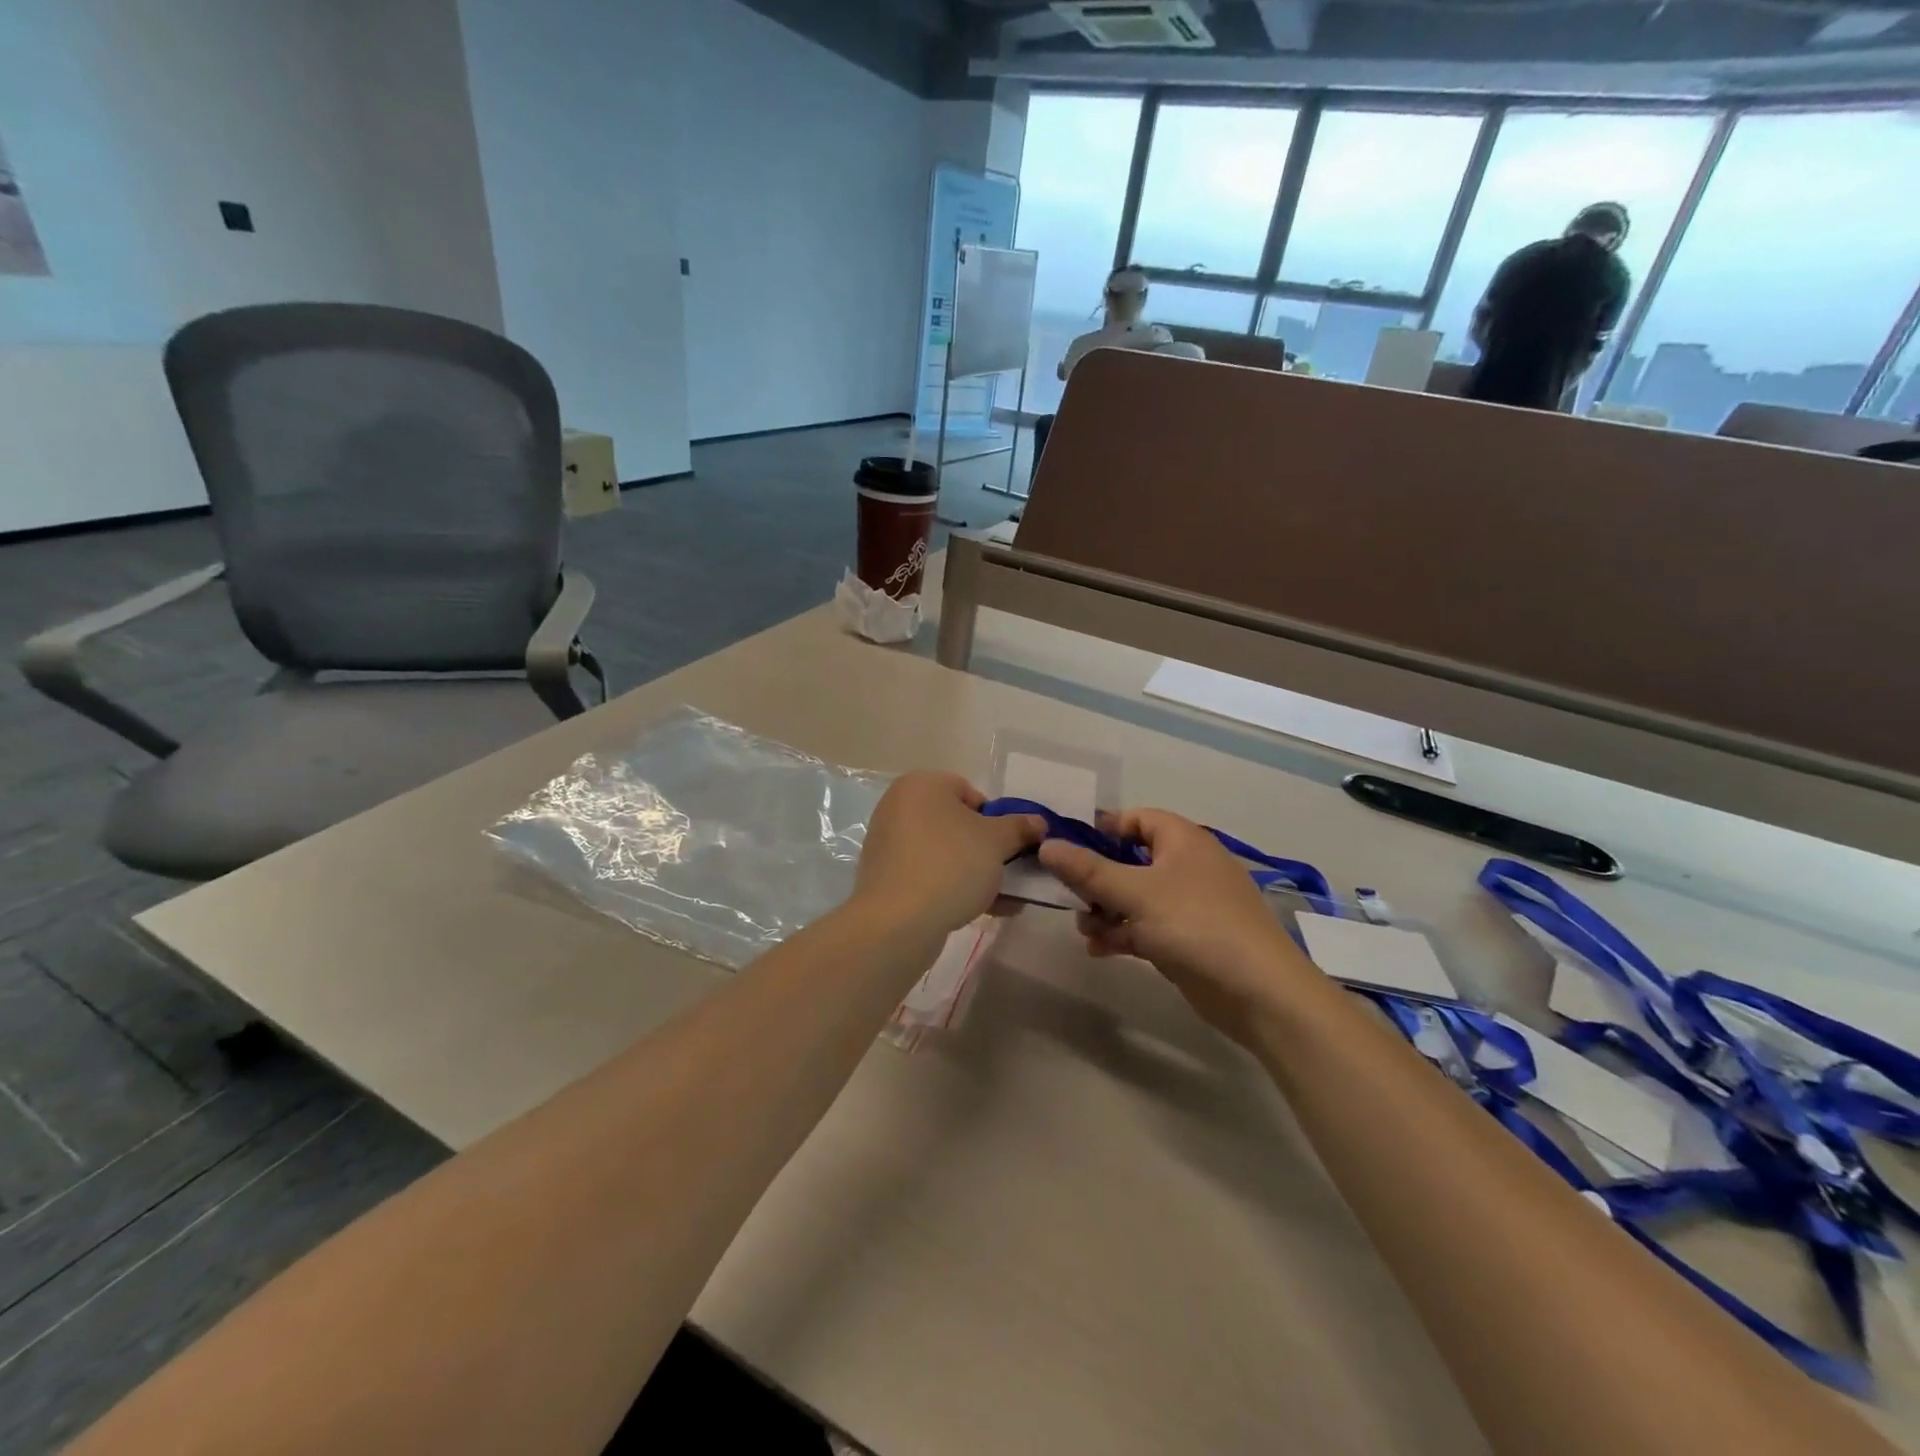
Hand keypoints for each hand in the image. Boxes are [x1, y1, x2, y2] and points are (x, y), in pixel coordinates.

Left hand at [854, 772, 1045, 938]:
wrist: (897, 923)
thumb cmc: (950, 866)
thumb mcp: (997, 842)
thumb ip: (1020, 827)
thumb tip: (1038, 822)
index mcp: (921, 785)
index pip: (972, 793)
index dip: (997, 820)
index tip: (1011, 847)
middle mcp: (899, 807)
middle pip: (958, 824)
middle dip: (989, 851)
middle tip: (1010, 874)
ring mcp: (889, 844)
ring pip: (946, 853)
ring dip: (977, 873)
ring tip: (1005, 900)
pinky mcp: (886, 878)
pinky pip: (929, 874)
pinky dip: (954, 887)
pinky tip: (982, 911)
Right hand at [1039, 809, 1320, 1045]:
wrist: (1259, 992)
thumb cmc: (1196, 925)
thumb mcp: (1135, 893)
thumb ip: (1088, 870)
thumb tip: (1046, 844)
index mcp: (1183, 840)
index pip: (1135, 819)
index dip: (1101, 830)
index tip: (1067, 848)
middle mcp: (1187, 865)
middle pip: (1131, 860)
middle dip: (1097, 878)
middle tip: (1069, 895)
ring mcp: (1190, 904)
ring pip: (1136, 896)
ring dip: (1106, 910)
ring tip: (1083, 929)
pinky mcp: (1189, 938)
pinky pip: (1147, 926)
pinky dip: (1123, 933)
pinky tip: (1099, 950)